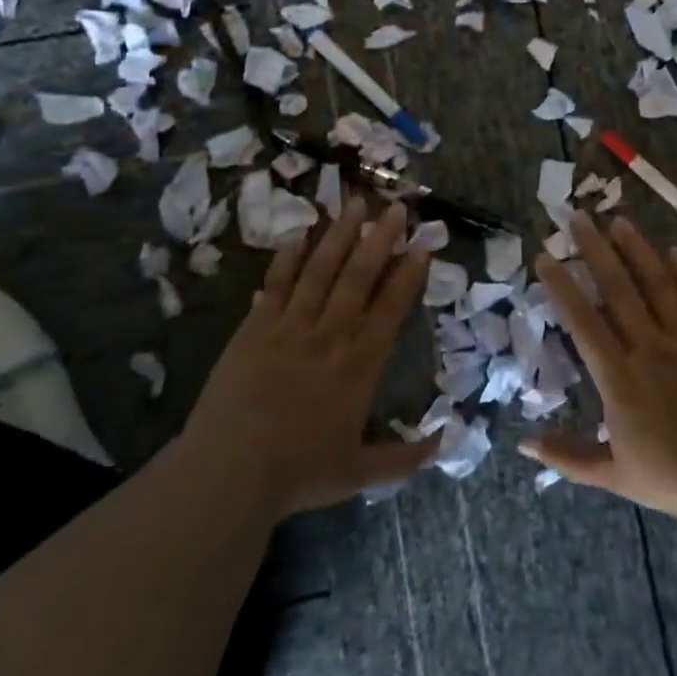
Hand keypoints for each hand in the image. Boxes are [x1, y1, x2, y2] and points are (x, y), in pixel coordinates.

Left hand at [183, 198, 435, 517]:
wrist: (229, 472)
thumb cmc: (298, 472)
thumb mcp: (359, 473)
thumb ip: (405, 458)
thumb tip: (447, 440)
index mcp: (360, 363)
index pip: (391, 307)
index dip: (409, 273)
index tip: (423, 244)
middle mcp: (330, 334)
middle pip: (359, 276)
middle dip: (380, 239)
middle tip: (396, 207)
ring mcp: (290, 326)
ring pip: (321, 270)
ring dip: (340, 235)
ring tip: (356, 203)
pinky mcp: (255, 327)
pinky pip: (277, 284)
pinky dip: (289, 257)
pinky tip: (300, 233)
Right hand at [524, 212, 676, 527]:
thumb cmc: (671, 477)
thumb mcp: (612, 475)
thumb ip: (567, 455)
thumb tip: (522, 444)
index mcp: (619, 378)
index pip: (583, 321)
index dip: (562, 286)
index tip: (545, 256)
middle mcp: (649, 348)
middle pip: (618, 289)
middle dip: (595, 250)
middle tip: (577, 217)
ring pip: (657, 285)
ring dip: (637, 250)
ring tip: (618, 221)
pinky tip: (673, 250)